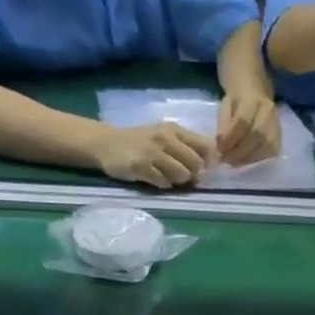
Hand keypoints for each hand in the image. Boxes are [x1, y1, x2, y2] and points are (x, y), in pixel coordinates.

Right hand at [93, 122, 215, 189]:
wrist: (105, 142)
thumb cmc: (140, 141)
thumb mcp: (164, 135)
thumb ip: (186, 146)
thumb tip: (208, 165)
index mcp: (174, 130)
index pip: (206, 146)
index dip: (208, 161)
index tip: (203, 167)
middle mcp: (165, 138)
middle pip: (196, 163)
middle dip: (194, 174)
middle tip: (184, 176)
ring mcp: (152, 153)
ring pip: (182, 175)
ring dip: (179, 181)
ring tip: (168, 177)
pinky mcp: (141, 166)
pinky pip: (164, 182)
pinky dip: (163, 184)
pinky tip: (155, 179)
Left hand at [217, 91, 282, 166]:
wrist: (256, 93)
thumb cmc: (236, 102)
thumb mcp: (225, 107)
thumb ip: (223, 124)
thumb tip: (221, 145)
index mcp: (252, 98)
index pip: (243, 120)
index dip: (231, 137)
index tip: (219, 149)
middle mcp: (268, 111)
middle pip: (257, 135)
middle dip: (239, 151)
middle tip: (226, 159)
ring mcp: (277, 124)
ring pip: (267, 145)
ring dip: (248, 158)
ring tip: (234, 163)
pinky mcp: (280, 136)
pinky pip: (271, 152)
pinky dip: (257, 160)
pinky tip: (245, 161)